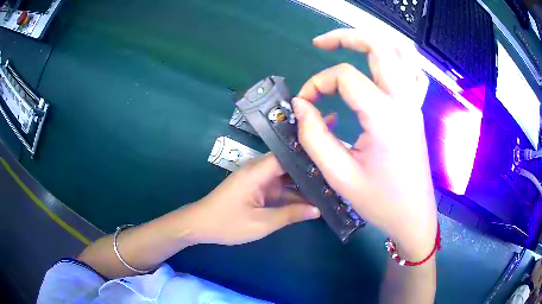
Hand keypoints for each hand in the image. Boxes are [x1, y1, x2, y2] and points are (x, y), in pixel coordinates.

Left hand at [188, 153, 320, 245]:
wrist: (200, 225)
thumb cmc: (227, 224)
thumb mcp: (261, 223)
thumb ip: (290, 215)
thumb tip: (317, 210)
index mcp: (257, 171)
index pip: (288, 155)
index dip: (309, 154)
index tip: (330, 157)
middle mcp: (258, 170)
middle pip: (289, 164)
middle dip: (310, 169)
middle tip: (334, 172)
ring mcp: (257, 179)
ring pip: (285, 177)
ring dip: (302, 183)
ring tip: (328, 185)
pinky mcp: (256, 188)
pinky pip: (278, 187)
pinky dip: (292, 192)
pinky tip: (310, 198)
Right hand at [293, 29, 436, 259]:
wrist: (413, 216)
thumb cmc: (380, 202)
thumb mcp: (339, 176)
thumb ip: (313, 136)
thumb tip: (301, 105)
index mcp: (384, 117)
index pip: (345, 77)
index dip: (317, 83)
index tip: (304, 104)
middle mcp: (403, 101)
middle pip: (379, 47)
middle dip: (346, 37)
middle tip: (320, 43)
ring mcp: (414, 104)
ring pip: (401, 53)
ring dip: (373, 41)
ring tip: (349, 45)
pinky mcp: (416, 110)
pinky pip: (411, 71)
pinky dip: (394, 57)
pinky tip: (379, 63)